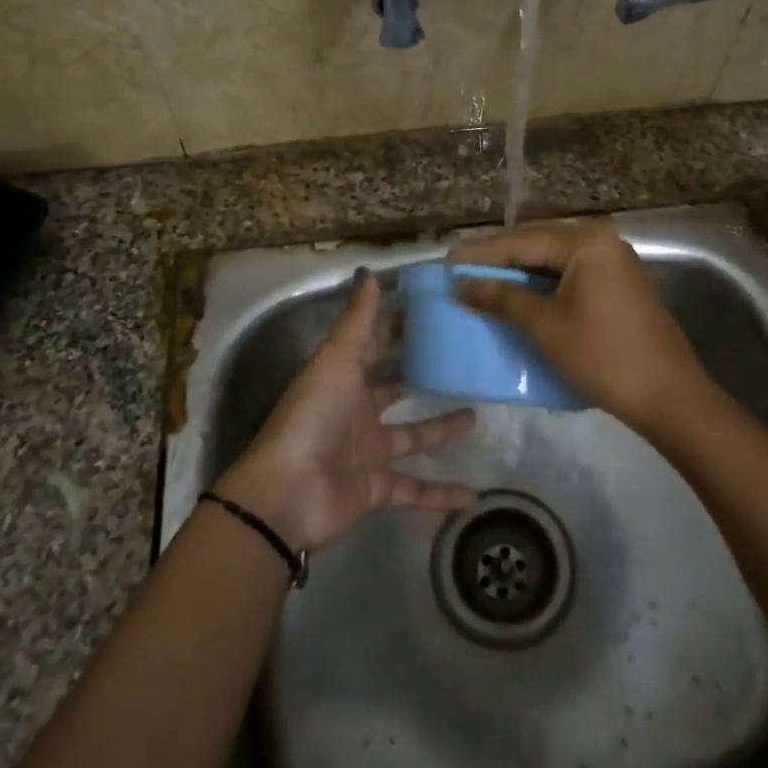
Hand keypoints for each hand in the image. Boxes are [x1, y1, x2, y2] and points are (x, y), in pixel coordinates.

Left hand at [216, 272, 477, 553]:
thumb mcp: (336, 360)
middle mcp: (358, 411)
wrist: (289, 492)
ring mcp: (369, 452)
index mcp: (345, 378)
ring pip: (413, 436)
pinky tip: (474, 495)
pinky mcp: (378, 488)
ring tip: (478, 414)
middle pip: (395, 389)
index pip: (375, 345)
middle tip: (462, 359)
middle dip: (422, 374)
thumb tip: (370, 272)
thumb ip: (358, 320)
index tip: (434, 310)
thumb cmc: (313, 415)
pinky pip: (417, 490)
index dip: (399, 327)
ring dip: (442, 428)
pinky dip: (442, 495)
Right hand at [452, 220, 715, 436]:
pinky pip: (570, 272)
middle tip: (462, 272)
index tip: (448, 262)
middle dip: (500, 258)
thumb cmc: (603, 357)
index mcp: (585, 242)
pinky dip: (542, 282)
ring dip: (520, 270)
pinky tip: (520, 296)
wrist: (668, 395)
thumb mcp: (546, 327)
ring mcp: (613, 261)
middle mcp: (601, 240)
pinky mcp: (618, 283)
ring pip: (554, 258)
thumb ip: (503, 299)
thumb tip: (462, 285)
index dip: (482, 253)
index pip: (521, 240)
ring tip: (483, 283)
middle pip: (538, 242)